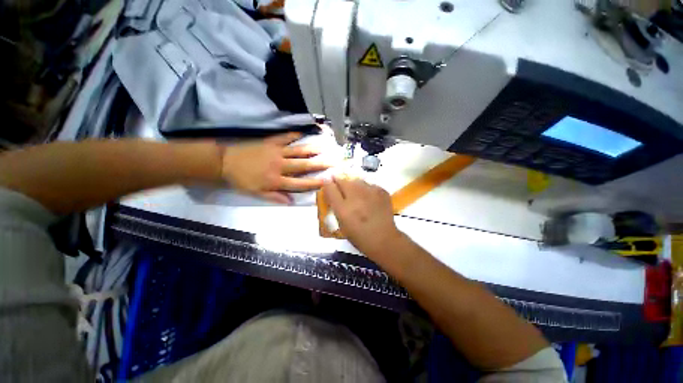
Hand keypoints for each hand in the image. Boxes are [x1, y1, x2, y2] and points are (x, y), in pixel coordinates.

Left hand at [222, 133, 331, 203]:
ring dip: (313, 149)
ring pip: (298, 151)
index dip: (314, 183)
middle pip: (304, 166)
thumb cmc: (242, 180)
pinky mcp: (270, 142)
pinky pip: (285, 138)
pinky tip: (303, 133)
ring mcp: (276, 152)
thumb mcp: (257, 193)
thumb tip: (291, 202)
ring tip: (325, 147)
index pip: (300, 183)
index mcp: (276, 181)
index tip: (326, 181)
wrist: (225, 162)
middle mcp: (280, 166)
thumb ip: (275, 197)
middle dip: (320, 164)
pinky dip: (294, 135)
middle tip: (333, 161)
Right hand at [322, 175, 403, 255]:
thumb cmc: (359, 236)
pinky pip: (369, 185)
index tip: (328, 183)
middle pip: (344, 181)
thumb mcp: (341, 223)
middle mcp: (356, 197)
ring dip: (354, 186)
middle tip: (343, 190)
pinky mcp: (382, 191)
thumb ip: (335, 206)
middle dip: (341, 183)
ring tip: (357, 195)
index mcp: (343, 209)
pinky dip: (367, 189)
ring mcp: (371, 193)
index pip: (330, 188)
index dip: (328, 184)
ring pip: (357, 181)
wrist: (384, 239)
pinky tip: (369, 199)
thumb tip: (331, 190)